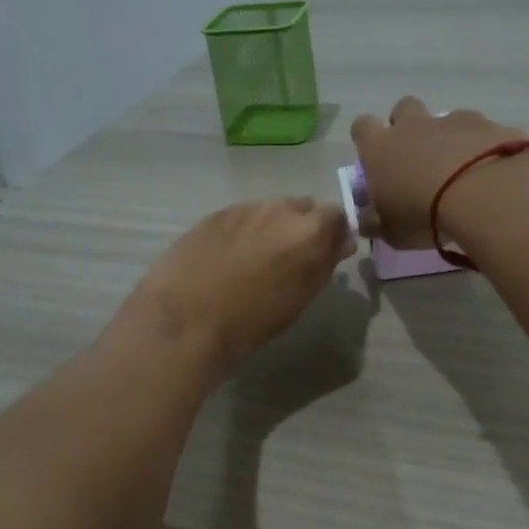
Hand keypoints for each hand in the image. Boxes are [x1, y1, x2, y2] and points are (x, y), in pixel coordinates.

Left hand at [115, 198, 353, 371]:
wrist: (186, 318)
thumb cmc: (252, 320)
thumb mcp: (300, 298)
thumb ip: (325, 263)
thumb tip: (342, 242)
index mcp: (308, 230)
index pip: (336, 215)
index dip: (333, 232)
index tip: (327, 252)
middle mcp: (279, 209)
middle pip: (302, 208)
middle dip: (302, 227)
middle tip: (291, 258)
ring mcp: (243, 208)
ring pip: (269, 211)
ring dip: (272, 228)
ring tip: (257, 260)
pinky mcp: (214, 215)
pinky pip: (241, 217)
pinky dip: (243, 232)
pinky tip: (229, 258)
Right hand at [349, 97, 528, 247]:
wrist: (481, 194)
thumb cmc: (422, 214)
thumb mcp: (390, 231)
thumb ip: (375, 223)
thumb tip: (367, 220)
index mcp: (380, 148)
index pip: (362, 127)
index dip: (367, 138)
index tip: (374, 157)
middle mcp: (413, 126)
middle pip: (403, 108)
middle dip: (407, 126)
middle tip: (416, 156)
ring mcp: (452, 121)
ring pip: (444, 118)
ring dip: (447, 137)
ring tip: (459, 168)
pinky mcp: (487, 124)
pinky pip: (479, 130)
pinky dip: (480, 145)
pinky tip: (488, 170)